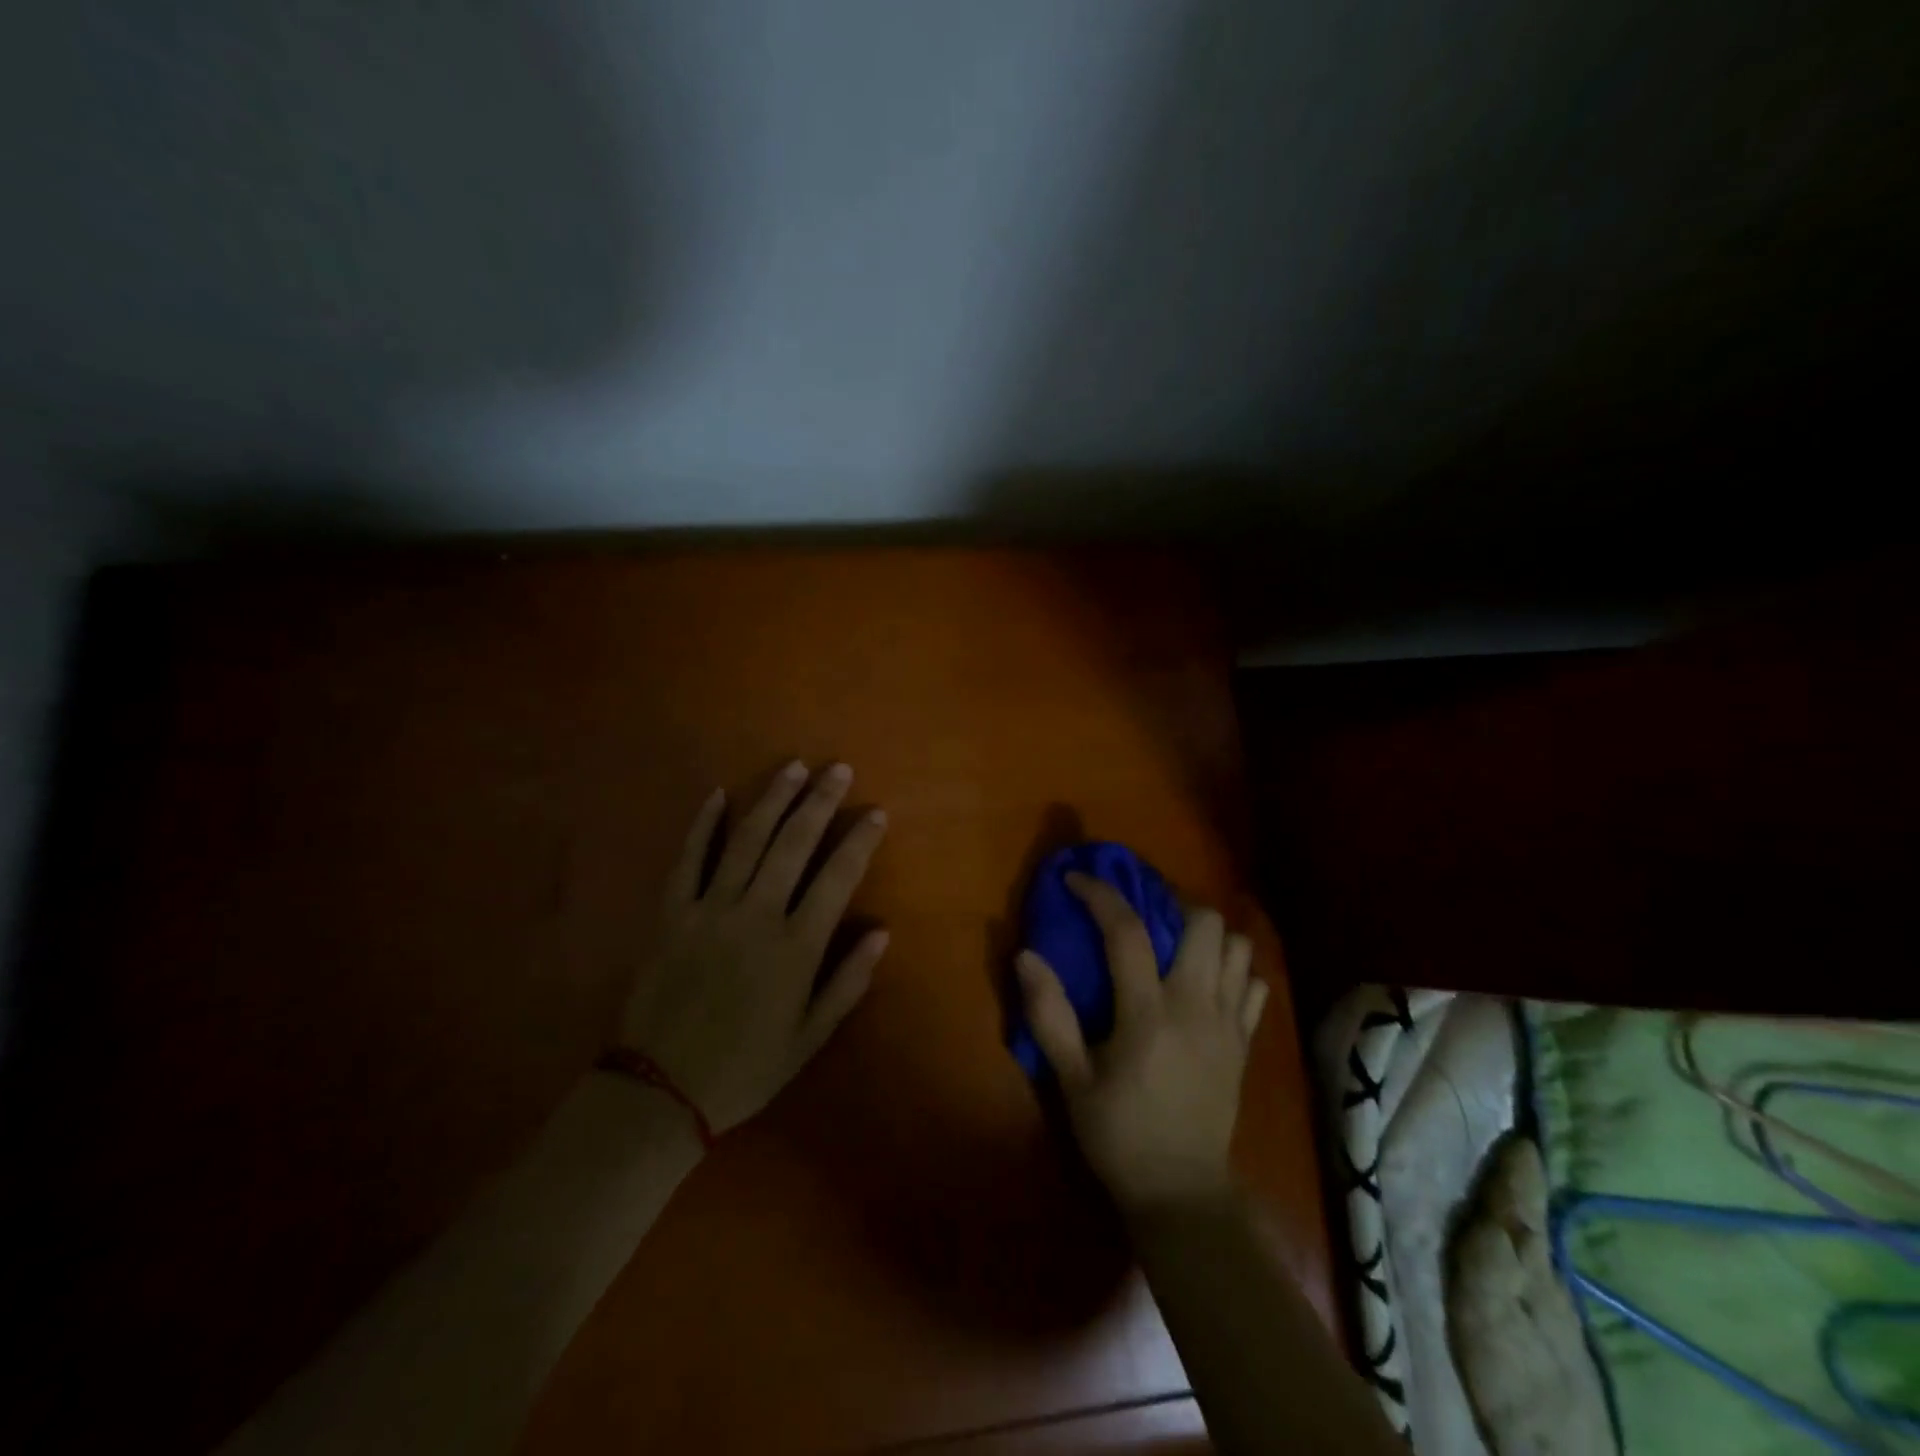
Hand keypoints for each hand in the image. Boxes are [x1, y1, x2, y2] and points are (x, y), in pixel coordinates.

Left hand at [616, 761, 888, 1134]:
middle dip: (819, 802)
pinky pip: (689, 859)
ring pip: (746, 840)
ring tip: (793, 768)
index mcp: (795, 947)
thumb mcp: (809, 1037)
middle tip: (837, 770)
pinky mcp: (672, 913)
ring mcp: (710, 909)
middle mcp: (756, 915)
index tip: (876, 812)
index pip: (837, 877)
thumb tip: (881, 932)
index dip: (859, 841)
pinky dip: (703, 825)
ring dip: (772, 799)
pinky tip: (717, 795)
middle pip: (793, 844)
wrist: (659, 1092)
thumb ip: (848, 982)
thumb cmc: (745, 1068)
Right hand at [1016, 873, 1267, 1208]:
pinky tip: (1206, 981)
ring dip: (1206, 933)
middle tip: (1141, 914)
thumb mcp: (1071, 1080)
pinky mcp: (1246, 1042)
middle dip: (1170, 903)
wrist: (1182, 1193)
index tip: (1076, 879)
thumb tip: (1026, 956)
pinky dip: (1233, 969)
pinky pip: (1253, 984)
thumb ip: (1049, 1015)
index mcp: (1148, 1013)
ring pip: (1237, 946)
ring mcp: (1229, 1023)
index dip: (1100, 895)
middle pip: (1203, 922)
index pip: (1127, 932)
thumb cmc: (1118, 1135)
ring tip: (1175, 943)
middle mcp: (1196, 1006)